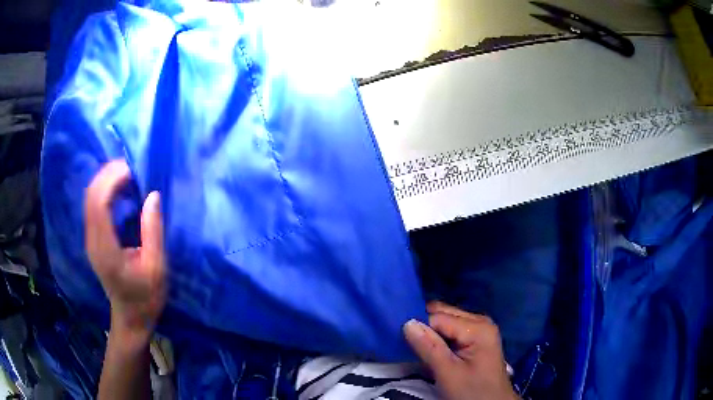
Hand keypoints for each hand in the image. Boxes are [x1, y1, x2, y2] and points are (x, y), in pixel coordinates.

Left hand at [85, 160, 165, 346]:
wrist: (131, 318)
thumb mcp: (157, 267)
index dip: (113, 179)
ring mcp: (90, 240)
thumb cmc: (146, 297)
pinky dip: (104, 190)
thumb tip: (153, 195)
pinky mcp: (92, 239)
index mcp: (106, 249)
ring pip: (90, 197)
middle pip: (91, 195)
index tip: (134, 170)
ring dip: (106, 179)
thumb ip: (153, 231)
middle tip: (132, 166)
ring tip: (127, 173)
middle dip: (108, 173)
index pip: (99, 202)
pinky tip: (119, 189)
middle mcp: (92, 241)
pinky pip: (93, 205)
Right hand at [404, 302, 518, 399]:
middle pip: (444, 315)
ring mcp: (480, 329)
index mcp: (478, 328)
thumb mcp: (448, 373)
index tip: (399, 338)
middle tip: (404, 341)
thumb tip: (407, 322)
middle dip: (424, 325)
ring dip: (430, 333)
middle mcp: (481, 321)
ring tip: (414, 346)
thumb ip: (429, 347)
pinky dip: (438, 338)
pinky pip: (452, 331)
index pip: (438, 317)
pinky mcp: (476, 339)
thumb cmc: (472, 392)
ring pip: (446, 322)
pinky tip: (430, 349)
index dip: (418, 326)